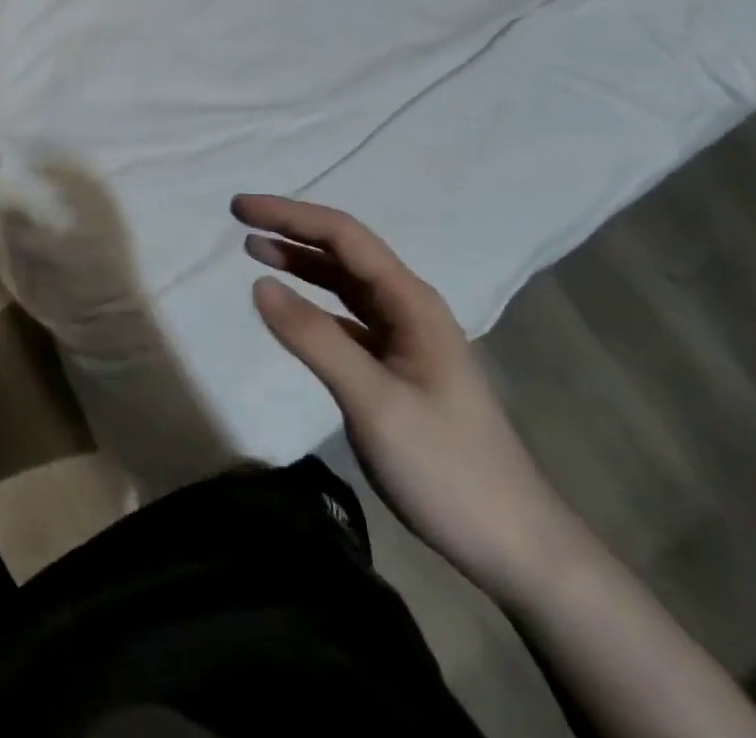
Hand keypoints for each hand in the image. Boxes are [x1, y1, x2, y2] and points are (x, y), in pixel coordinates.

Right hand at [236, 195, 584, 602]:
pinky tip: (290, 309)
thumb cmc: (448, 468)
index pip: (343, 237)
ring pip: (344, 284)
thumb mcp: (375, 402)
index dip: (290, 216)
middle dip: (292, 230)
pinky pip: (346, 318)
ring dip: (300, 263)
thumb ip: (315, 339)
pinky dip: (312, 304)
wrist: (515, 546)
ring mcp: (404, 339)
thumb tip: (258, 283)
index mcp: (411, 302)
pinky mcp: (396, 368)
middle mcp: (408, 308)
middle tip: (240, 220)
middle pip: (343, 252)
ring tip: (254, 250)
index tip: (241, 208)